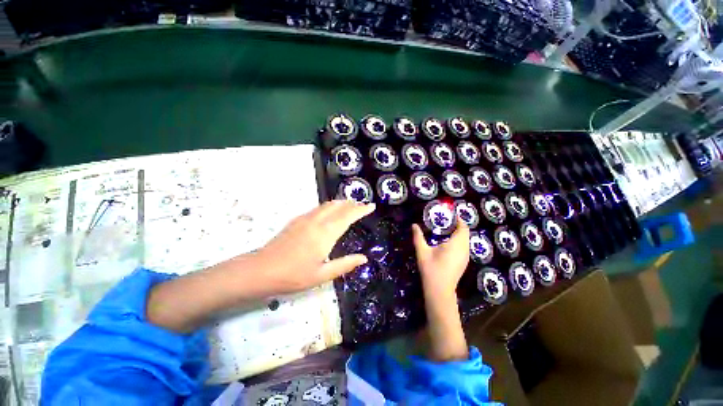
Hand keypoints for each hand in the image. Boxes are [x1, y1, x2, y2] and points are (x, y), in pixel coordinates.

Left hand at [256, 200, 375, 294]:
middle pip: (338, 206)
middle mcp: (317, 221)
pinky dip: (329, 206)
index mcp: (325, 233)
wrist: (261, 270)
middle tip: (363, 206)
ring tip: (350, 206)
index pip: (348, 215)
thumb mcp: (322, 275)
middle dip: (352, 203)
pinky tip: (330, 212)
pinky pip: (318, 208)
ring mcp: (305, 218)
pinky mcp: (297, 220)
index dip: (361, 209)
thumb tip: (364, 258)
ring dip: (341, 203)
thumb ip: (345, 264)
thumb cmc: (294, 275)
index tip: (371, 206)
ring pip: (327, 204)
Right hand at [411, 219, 469, 297]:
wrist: (439, 290)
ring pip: (466, 241)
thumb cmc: (431, 268)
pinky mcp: (464, 262)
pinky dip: (459, 241)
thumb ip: (418, 236)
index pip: (463, 228)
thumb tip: (413, 225)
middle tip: (445, 221)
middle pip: (465, 233)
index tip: (450, 215)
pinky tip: (448, 243)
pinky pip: (464, 247)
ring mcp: (465, 257)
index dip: (459, 220)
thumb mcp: (422, 251)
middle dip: (458, 225)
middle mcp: (464, 249)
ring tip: (446, 230)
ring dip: (459, 234)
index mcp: (456, 244)